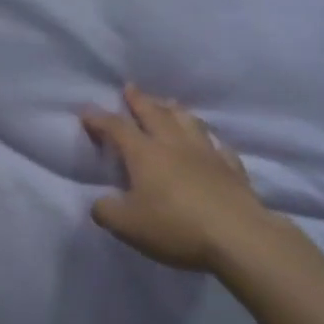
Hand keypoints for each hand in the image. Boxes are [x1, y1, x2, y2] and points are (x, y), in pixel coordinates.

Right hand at [81, 85, 272, 272]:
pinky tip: (210, 140)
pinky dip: (208, 138)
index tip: (87, 110)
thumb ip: (107, 211)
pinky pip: (217, 144)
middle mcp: (174, 144)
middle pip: (154, 114)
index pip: (117, 128)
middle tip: (130, 88)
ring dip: (174, 109)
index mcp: (145, 154)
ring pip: (188, 121)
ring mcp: (206, 152)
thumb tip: (100, 202)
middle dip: (139, 100)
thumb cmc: (175, 227)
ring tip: (168, 103)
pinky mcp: (231, 167)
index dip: (100, 119)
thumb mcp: (128, 226)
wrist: (237, 235)